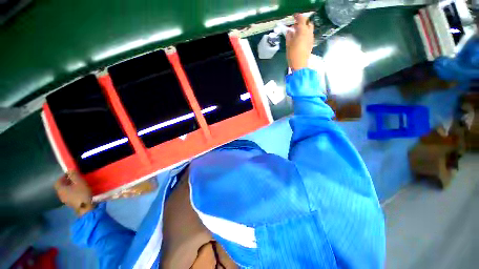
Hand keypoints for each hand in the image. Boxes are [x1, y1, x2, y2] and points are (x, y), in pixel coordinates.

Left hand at [54, 171, 93, 215]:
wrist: (85, 207)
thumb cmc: (81, 193)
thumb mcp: (80, 182)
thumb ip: (74, 175)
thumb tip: (69, 169)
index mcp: (60, 189)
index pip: (58, 181)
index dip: (63, 176)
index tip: (70, 174)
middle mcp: (60, 194)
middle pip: (61, 186)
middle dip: (67, 181)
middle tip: (75, 178)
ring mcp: (64, 200)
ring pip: (65, 191)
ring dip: (70, 187)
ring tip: (78, 184)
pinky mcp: (70, 203)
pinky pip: (68, 195)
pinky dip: (72, 191)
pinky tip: (79, 191)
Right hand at [285, 13, 313, 70]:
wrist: (299, 65)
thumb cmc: (292, 54)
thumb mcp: (288, 44)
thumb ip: (289, 35)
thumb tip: (289, 31)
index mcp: (302, 31)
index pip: (302, 19)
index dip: (298, 17)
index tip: (294, 17)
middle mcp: (309, 33)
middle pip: (308, 23)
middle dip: (302, 23)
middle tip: (295, 27)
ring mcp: (311, 38)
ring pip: (309, 29)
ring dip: (304, 29)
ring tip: (297, 34)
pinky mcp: (311, 44)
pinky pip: (309, 35)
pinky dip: (305, 34)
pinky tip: (300, 39)